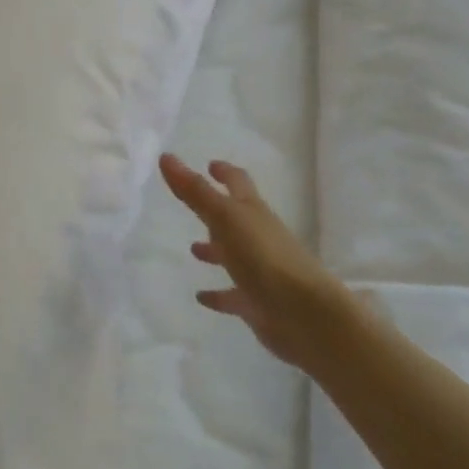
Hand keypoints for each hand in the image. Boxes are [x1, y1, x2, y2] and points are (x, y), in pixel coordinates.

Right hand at [159, 153, 353, 369]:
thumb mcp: (224, 217)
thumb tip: (166, 156)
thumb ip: (194, 190)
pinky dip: (218, 295)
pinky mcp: (256, 302)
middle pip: (236, 218)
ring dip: (215, 250)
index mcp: (252, 211)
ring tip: (192, 249)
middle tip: (193, 205)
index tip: (211, 165)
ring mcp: (259, 270)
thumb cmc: (263, 256)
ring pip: (234, 255)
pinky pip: (233, 295)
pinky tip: (200, 297)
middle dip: (216, 210)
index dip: (225, 172)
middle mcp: (258, 236)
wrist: (303, 312)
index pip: (238, 183)